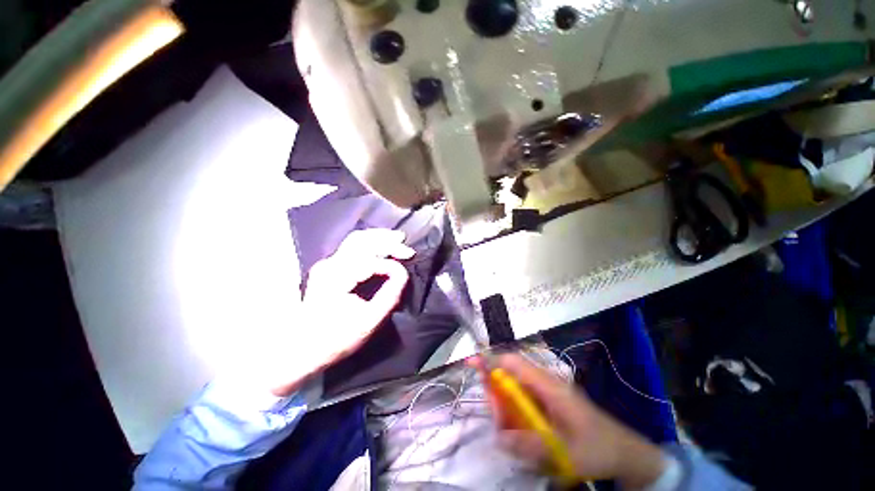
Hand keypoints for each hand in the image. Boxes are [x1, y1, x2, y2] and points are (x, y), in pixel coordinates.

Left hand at [268, 229, 413, 395]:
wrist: (300, 349)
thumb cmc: (335, 339)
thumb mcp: (369, 321)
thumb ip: (390, 294)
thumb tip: (402, 273)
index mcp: (337, 278)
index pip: (370, 260)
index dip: (390, 265)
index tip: (403, 274)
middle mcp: (329, 265)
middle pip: (361, 240)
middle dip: (387, 241)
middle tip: (407, 248)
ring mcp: (327, 264)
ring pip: (356, 240)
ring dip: (379, 238)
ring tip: (398, 239)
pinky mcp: (328, 267)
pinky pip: (352, 247)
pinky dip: (370, 243)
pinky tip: (382, 246)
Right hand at [491, 354, 667, 487]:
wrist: (624, 452)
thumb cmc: (597, 448)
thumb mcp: (565, 452)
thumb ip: (531, 445)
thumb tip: (498, 437)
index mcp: (549, 385)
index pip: (514, 362)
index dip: (492, 361)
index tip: (473, 365)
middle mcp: (545, 383)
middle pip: (510, 374)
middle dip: (496, 392)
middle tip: (497, 421)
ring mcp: (547, 392)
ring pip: (515, 389)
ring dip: (506, 407)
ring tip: (511, 435)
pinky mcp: (549, 403)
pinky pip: (524, 401)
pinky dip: (516, 414)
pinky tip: (522, 434)